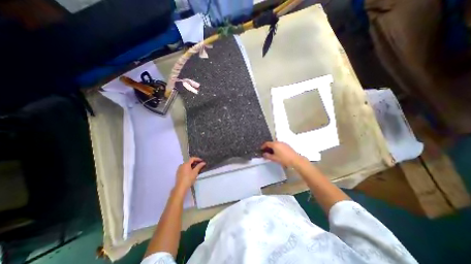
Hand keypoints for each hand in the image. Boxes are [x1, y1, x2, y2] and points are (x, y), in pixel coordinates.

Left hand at [173, 157, 205, 191]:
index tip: (202, 160)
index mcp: (186, 164)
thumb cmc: (189, 179)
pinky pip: (184, 168)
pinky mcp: (178, 173)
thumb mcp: (195, 172)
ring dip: (191, 165)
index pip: (192, 158)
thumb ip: (199, 166)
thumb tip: (203, 162)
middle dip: (194, 162)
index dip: (197, 159)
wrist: (181, 187)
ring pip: (186, 165)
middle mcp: (182, 165)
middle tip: (199, 164)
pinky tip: (191, 172)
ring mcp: (179, 169)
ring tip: (196, 168)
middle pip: (189, 161)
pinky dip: (188, 168)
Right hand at [262, 142, 301, 166]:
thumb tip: (264, 154)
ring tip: (271, 152)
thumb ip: (268, 156)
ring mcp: (283, 143)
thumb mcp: (274, 158)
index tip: (261, 149)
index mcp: (274, 144)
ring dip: (273, 147)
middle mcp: (279, 142)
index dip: (263, 146)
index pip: (267, 143)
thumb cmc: (283, 159)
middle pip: (271, 143)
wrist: (295, 159)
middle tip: (266, 151)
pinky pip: (280, 145)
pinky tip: (278, 152)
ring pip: (276, 144)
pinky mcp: (287, 145)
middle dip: (268, 147)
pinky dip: (277, 147)